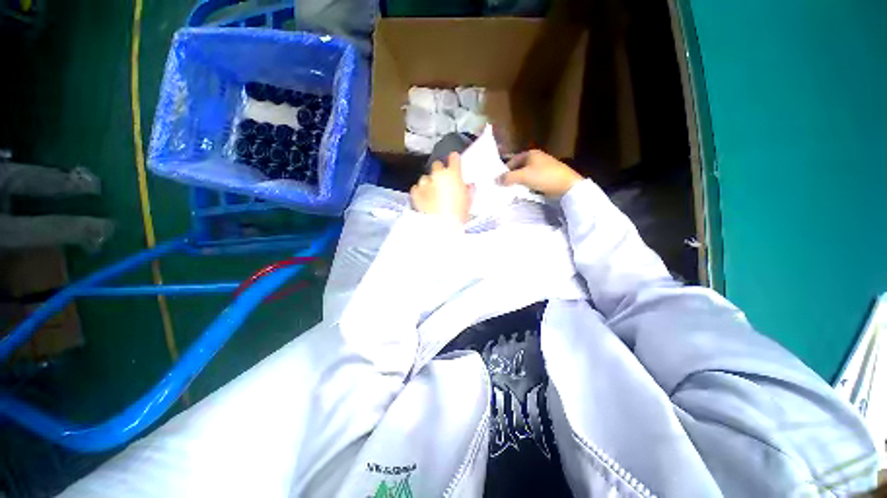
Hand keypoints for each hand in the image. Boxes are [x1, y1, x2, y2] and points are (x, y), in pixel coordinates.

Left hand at [410, 152, 472, 224]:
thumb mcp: (468, 202)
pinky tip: (424, 199)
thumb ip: (468, 190)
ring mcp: (425, 183)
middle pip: (437, 165)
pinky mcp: (415, 192)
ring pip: (425, 177)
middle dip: (439, 172)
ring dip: (429, 183)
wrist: (441, 226)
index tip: (454, 163)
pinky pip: (416, 188)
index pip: (454, 157)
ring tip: (432, 195)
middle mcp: (438, 175)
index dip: (454, 160)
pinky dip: (419, 192)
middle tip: (442, 184)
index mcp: (453, 174)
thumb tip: (468, 185)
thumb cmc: (458, 215)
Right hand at [499, 149, 582, 197]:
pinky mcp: (546, 176)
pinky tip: (524, 191)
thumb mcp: (523, 176)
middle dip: (511, 177)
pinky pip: (532, 180)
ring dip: (518, 182)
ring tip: (512, 190)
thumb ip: (508, 178)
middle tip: (504, 187)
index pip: (512, 161)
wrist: (566, 185)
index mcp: (530, 154)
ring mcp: (542, 167)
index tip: (499, 181)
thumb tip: (495, 180)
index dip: (504, 170)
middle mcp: (536, 158)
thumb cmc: (544, 176)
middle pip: (518, 168)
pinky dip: (527, 185)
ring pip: (525, 175)